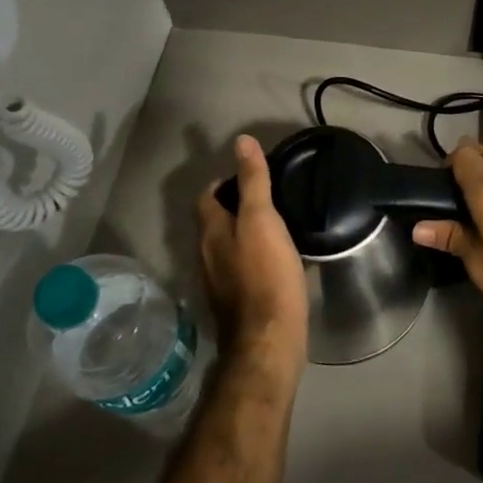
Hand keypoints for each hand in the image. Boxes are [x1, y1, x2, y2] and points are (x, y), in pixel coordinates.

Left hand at [197, 136, 309, 380]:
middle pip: (214, 222)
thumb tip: (241, 141)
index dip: (223, 181)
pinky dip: (252, 257)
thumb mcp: (262, 220)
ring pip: (226, 246)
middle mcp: (206, 256)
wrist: (269, 341)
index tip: (249, 175)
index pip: (207, 196)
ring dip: (243, 233)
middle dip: (234, 206)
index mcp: (211, 232)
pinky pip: (239, 269)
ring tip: (274, 225)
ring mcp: (218, 283)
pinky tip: (275, 260)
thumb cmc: (266, 275)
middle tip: (267, 197)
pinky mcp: (235, 304)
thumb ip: (253, 182)